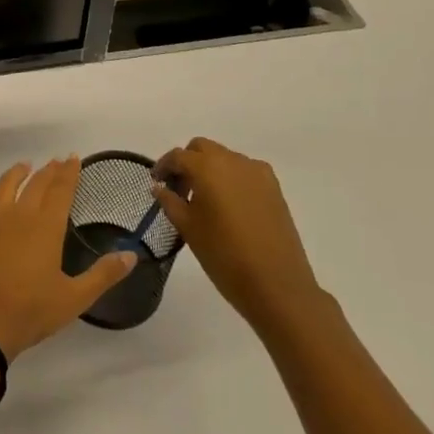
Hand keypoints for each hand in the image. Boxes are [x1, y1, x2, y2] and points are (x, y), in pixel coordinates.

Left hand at [0, 157, 135, 360]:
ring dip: (15, 174)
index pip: (60, 191)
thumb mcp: (75, 298)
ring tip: (24, 166)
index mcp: (46, 227)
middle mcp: (18, 216)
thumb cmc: (31, 312)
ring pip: (4, 187)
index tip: (73, 158)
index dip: (68, 173)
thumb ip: (103, 274)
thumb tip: (131, 254)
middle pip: (35, 185)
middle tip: (55, 162)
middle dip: (48, 171)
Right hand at [152, 139, 322, 333]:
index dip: (163, 166)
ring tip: (205, 199)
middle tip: (180, 189)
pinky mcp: (274, 188)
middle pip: (203, 148)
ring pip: (225, 158)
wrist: (277, 285)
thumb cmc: (224, 256)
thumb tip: (160, 187)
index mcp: (208, 167)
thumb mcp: (188, 228)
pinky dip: (231, 178)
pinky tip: (229, 205)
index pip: (178, 156)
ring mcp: (258, 173)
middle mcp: (233, 161)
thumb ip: (170, 201)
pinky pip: (245, 172)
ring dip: (210, 169)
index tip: (156, 182)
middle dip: (187, 162)